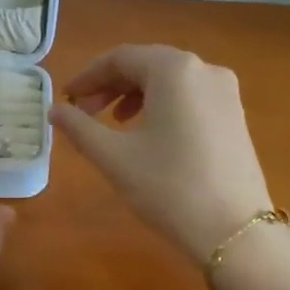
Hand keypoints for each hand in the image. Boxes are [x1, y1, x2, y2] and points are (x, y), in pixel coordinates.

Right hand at [52, 44, 273, 260]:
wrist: (234, 231)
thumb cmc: (168, 188)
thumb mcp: (115, 157)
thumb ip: (79, 128)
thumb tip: (54, 111)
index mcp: (174, 69)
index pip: (121, 58)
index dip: (88, 76)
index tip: (67, 100)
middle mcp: (204, 69)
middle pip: (147, 64)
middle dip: (112, 85)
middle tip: (85, 112)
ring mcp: (226, 92)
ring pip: (170, 81)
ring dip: (136, 95)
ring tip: (115, 123)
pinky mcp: (235, 115)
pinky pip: (190, 97)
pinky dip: (163, 105)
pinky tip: (150, 134)